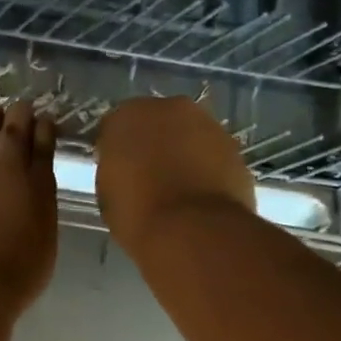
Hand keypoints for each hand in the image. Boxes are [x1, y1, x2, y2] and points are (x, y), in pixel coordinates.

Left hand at [0, 102, 57, 312]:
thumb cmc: (9, 278)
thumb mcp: (41, 249)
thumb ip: (36, 219)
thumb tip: (28, 205)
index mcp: (38, 189)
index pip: (43, 151)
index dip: (44, 133)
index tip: (45, 120)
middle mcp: (4, 171)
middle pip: (12, 135)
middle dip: (18, 117)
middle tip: (20, 106)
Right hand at [95, 97, 254, 251]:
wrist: (192, 231)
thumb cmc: (136, 213)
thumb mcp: (107, 192)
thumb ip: (115, 169)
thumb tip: (126, 170)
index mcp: (128, 116)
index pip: (115, 127)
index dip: (115, 150)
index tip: (116, 171)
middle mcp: (169, 109)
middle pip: (157, 122)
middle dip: (152, 143)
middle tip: (147, 175)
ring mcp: (208, 125)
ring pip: (188, 135)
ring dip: (182, 153)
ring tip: (177, 188)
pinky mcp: (234, 148)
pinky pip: (211, 154)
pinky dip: (206, 168)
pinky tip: (199, 195)